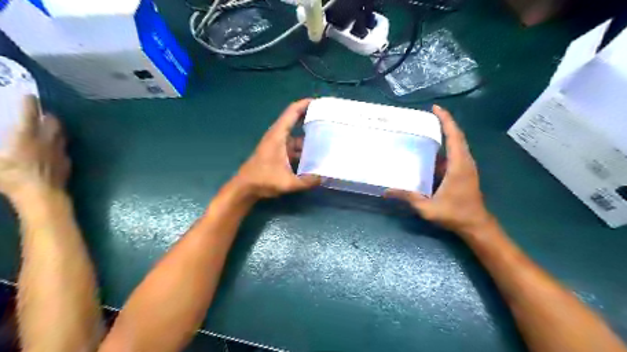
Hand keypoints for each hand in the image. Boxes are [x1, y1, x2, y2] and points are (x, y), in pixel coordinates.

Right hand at [0, 96, 69, 201]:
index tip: (28, 95)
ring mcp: (60, 151)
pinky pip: (64, 149)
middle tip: (39, 114)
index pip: (29, 112)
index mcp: (26, 135)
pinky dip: (59, 145)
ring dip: (55, 129)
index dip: (28, 102)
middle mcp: (47, 139)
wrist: (42, 194)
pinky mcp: (67, 162)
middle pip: (53, 121)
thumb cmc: (11, 176)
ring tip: (47, 128)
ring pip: (61, 134)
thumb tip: (2, 146)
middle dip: (46, 115)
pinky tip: (53, 149)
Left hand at [235, 99, 322, 198]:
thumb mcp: (287, 182)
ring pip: (297, 135)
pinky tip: (316, 154)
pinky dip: (305, 147)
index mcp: (278, 135)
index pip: (292, 112)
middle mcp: (278, 136)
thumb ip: (307, 181)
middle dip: (311, 118)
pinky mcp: (279, 153)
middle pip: (296, 121)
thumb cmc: (263, 180)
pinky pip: (294, 146)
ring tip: (327, 136)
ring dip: (309, 135)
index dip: (305, 104)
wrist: (245, 187)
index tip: (321, 103)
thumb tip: (324, 177)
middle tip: (329, 119)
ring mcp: (278, 144)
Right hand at [387, 106, 493, 234]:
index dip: (446, 120)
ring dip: (446, 134)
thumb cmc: (454, 214)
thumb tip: (387, 191)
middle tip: (428, 116)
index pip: (454, 136)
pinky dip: (445, 147)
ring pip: (457, 144)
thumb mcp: (428, 208)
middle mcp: (465, 162)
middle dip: (444, 123)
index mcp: (458, 165)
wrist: (476, 225)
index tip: (435, 108)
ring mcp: (466, 167)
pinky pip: (455, 154)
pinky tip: (432, 151)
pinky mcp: (465, 172)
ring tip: (428, 129)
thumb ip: (409, 198)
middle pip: (457, 136)